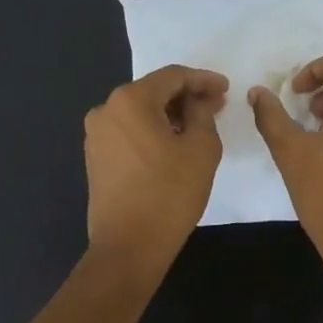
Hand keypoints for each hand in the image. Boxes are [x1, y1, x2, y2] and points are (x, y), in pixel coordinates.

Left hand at [85, 65, 228, 262]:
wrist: (129, 246)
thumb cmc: (170, 193)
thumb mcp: (202, 148)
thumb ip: (202, 113)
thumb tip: (197, 103)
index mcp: (130, 100)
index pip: (173, 76)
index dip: (203, 79)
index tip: (226, 89)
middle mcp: (106, 110)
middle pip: (154, 91)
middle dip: (187, 96)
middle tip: (217, 105)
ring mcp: (97, 135)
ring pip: (141, 112)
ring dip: (171, 114)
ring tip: (199, 125)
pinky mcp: (96, 157)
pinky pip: (130, 131)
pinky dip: (153, 131)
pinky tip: (174, 143)